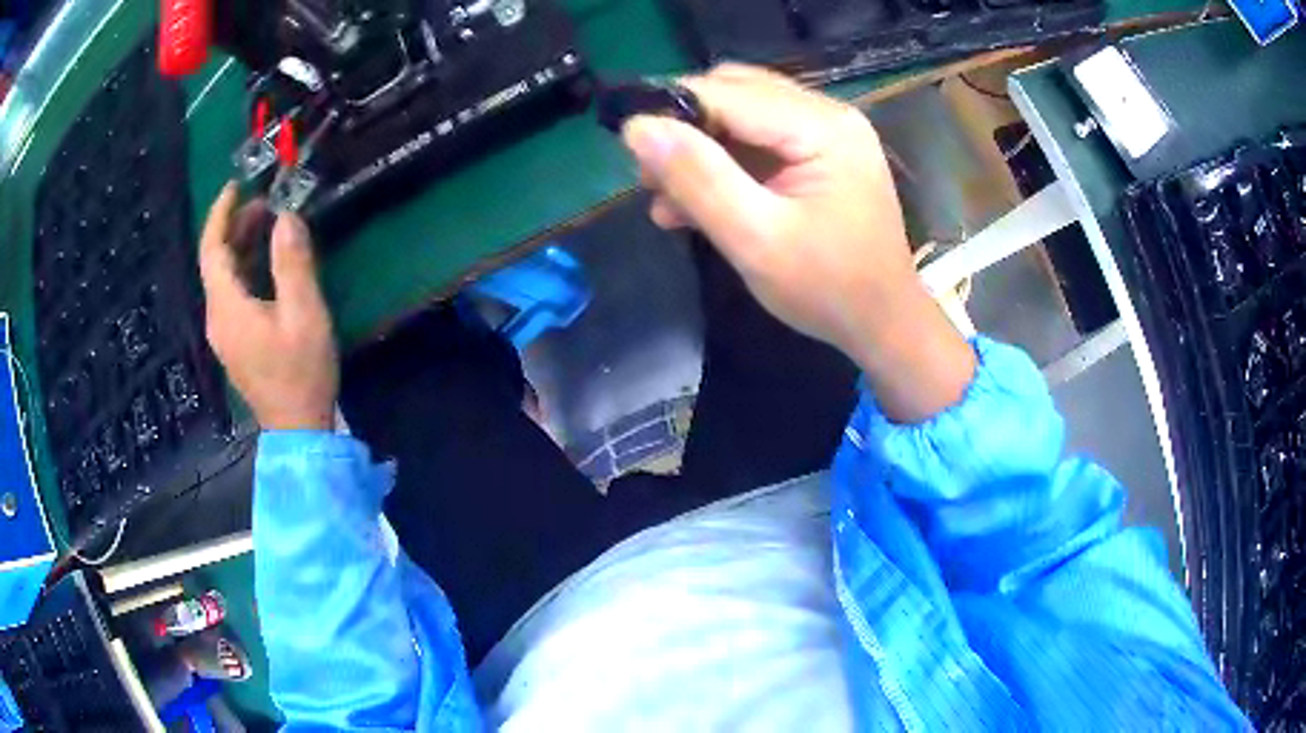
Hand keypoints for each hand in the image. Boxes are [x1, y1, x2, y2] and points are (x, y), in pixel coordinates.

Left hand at [199, 184, 338, 431]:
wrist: (297, 429)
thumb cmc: (301, 372)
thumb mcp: (304, 314)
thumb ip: (293, 263)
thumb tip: (287, 217)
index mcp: (227, 307)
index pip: (212, 249)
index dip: (221, 213)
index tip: (237, 185)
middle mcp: (217, 317)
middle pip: (216, 262)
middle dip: (236, 226)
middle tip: (267, 202)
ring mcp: (224, 333)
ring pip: (224, 278)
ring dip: (242, 246)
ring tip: (271, 224)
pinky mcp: (235, 342)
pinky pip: (232, 294)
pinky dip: (246, 269)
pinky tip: (268, 264)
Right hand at [622, 64, 974, 422]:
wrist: (883, 324)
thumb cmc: (828, 290)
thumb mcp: (756, 240)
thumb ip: (698, 179)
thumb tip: (637, 128)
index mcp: (822, 127)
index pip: (727, 92)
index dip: (670, 109)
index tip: (627, 146)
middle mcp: (827, 115)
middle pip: (734, 92)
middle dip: (684, 129)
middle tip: (649, 177)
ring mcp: (826, 133)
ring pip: (739, 115)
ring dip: (698, 149)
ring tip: (665, 198)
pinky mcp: (819, 155)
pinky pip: (757, 141)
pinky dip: (722, 165)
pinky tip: (693, 205)